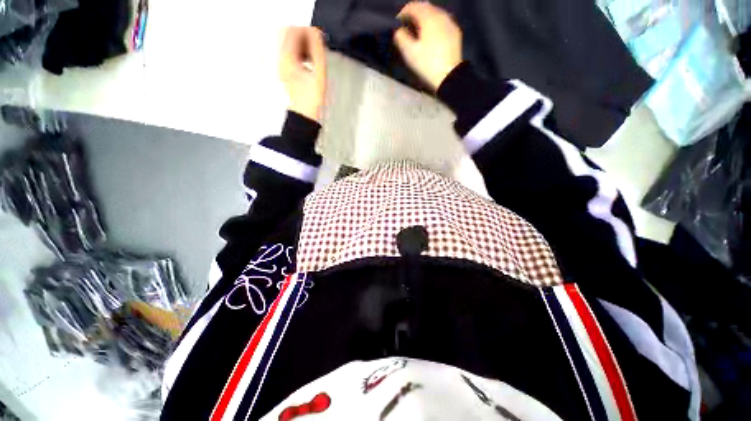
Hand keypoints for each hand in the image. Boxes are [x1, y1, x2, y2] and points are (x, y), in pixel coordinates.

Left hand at [280, 27, 326, 121]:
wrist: (304, 116)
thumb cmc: (310, 100)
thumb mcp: (319, 74)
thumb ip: (317, 51)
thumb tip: (316, 34)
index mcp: (287, 59)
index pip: (293, 31)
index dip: (307, 31)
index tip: (317, 36)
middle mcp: (281, 60)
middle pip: (288, 35)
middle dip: (303, 36)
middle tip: (315, 42)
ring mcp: (282, 67)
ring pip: (288, 45)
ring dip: (302, 44)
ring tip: (313, 52)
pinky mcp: (285, 73)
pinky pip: (290, 55)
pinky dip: (299, 53)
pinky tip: (308, 61)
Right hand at [394, 2, 461, 90]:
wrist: (449, 76)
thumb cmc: (427, 64)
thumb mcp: (409, 53)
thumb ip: (401, 37)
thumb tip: (399, 30)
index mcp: (428, 17)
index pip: (413, 6)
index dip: (403, 13)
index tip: (397, 24)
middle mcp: (441, 14)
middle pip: (425, 7)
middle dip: (414, 14)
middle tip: (407, 27)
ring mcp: (450, 22)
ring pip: (435, 13)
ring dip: (425, 18)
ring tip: (418, 31)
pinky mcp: (455, 32)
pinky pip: (442, 21)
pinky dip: (434, 24)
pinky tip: (431, 35)